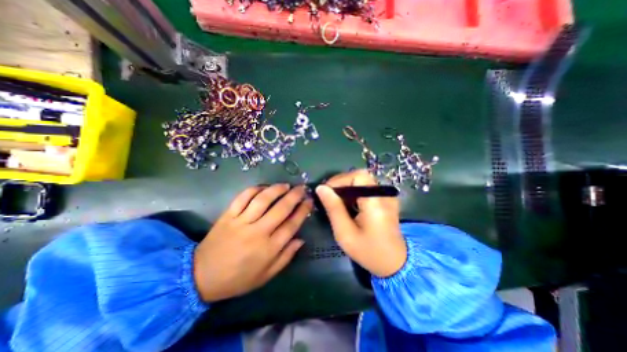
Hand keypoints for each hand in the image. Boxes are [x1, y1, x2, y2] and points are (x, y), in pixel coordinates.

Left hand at [193, 185, 311, 302]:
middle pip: (280, 209)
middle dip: (294, 196)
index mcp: (268, 249)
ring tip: (286, 185)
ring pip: (263, 200)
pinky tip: (263, 187)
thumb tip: (300, 239)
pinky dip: (254, 189)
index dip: (303, 211)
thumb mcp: (266, 276)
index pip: (291, 225)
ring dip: (276, 190)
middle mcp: (257, 232)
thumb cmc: (237, 279)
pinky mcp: (228, 215)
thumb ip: (285, 257)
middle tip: (302, 188)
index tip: (309, 202)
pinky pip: (242, 198)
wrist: (201, 277)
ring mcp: (241, 222)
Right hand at [316, 170, 404, 277]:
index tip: (326, 192)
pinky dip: (354, 193)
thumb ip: (333, 208)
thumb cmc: (368, 252)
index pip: (358, 176)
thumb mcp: (345, 233)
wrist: (395, 264)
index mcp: (375, 202)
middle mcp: (384, 194)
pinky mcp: (386, 200)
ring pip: (362, 182)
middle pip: (359, 177)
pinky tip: (349, 206)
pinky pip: (366, 189)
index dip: (339, 180)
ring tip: (336, 203)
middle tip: (329, 197)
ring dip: (346, 189)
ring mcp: (386, 196)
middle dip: (341, 184)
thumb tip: (321, 188)